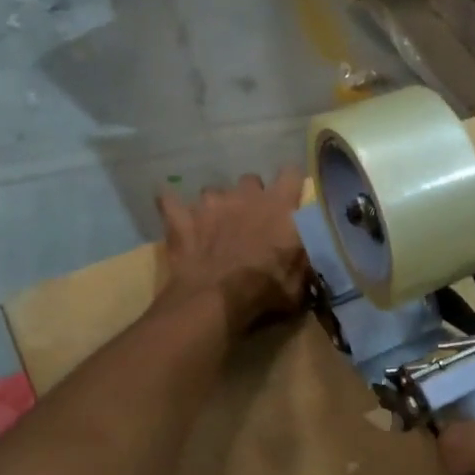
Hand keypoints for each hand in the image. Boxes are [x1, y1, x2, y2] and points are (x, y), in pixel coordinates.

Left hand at [155, 170, 308, 337]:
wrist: (215, 300)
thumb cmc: (264, 291)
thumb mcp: (298, 282)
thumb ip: (302, 258)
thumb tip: (304, 251)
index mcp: (280, 207)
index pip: (292, 173)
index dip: (290, 183)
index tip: (289, 197)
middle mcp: (246, 195)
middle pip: (251, 181)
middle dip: (251, 197)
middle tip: (250, 220)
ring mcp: (210, 203)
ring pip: (214, 192)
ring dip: (216, 206)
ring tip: (214, 227)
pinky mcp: (181, 217)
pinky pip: (170, 201)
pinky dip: (173, 206)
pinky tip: (173, 212)